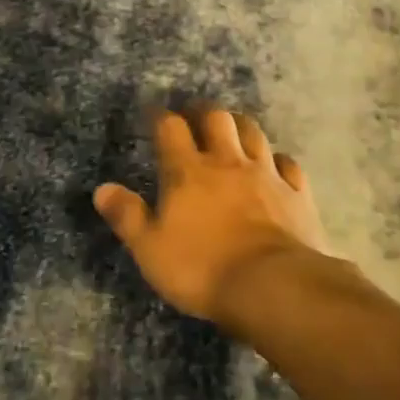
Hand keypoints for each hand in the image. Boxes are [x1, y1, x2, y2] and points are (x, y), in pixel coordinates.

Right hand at [94, 107, 327, 323]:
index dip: (161, 117)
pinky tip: (275, 166)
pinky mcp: (297, 194)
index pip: (170, 128)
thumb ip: (127, 216)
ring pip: (254, 133)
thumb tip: (102, 189)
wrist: (273, 286)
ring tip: (232, 132)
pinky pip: (288, 164)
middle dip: (204, 112)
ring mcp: (266, 175)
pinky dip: (278, 161)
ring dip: (240, 127)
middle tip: (196, 118)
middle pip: (217, 118)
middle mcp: (227, 162)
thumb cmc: (202, 268)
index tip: (154, 116)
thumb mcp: (150, 249)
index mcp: (188, 171)